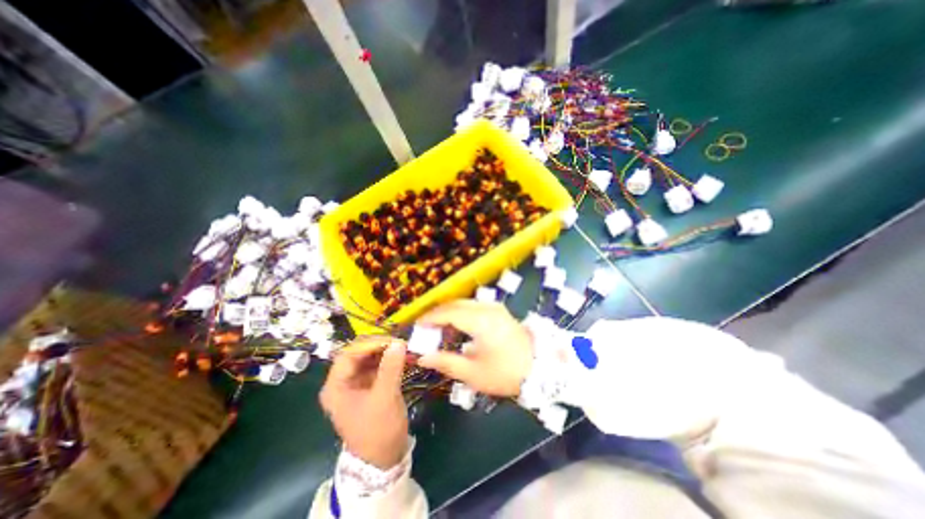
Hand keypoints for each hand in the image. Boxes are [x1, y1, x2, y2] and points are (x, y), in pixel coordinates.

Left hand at [323, 337, 406, 470]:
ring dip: (385, 352)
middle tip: (399, 342)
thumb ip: (391, 367)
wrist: (384, 458)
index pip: (349, 354)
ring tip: (402, 347)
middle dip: (378, 346)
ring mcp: (355, 384)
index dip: (369, 344)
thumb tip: (398, 342)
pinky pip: (377, 367)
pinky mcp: (368, 386)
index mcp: (336, 386)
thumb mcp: (385, 397)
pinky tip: (401, 357)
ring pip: (368, 358)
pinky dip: (388, 360)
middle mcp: (343, 382)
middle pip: (358, 354)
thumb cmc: (378, 430)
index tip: (391, 341)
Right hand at [417, 300, 530, 395]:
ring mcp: (495, 308)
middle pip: (456, 304)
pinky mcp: (500, 311)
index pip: (448, 313)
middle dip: (438, 313)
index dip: (430, 318)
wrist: (542, 369)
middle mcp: (487, 308)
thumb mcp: (473, 373)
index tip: (417, 326)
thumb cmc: (506, 373)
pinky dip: (462, 313)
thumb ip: (446, 362)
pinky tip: (458, 327)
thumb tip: (423, 357)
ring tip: (439, 329)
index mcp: (480, 321)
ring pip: (465, 303)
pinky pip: (475, 307)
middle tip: (425, 328)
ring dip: (450, 312)